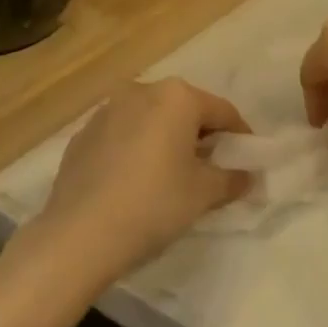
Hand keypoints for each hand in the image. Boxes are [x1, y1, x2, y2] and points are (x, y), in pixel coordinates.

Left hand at [34, 79, 253, 280]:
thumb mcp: (204, 194)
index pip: (222, 111)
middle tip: (212, 168)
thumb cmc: (154, 204)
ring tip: (172, 175)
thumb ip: (232, 178)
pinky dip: (136, 149)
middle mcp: (140, 91)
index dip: (240, 136)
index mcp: (176, 97)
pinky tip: (135, 181)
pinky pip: (122, 135)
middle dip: (201, 135)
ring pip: (150, 120)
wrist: (79, 235)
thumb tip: (248, 176)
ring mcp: (106, 111)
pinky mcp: (81, 135)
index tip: (247, 160)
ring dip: (166, 140)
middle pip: (184, 110)